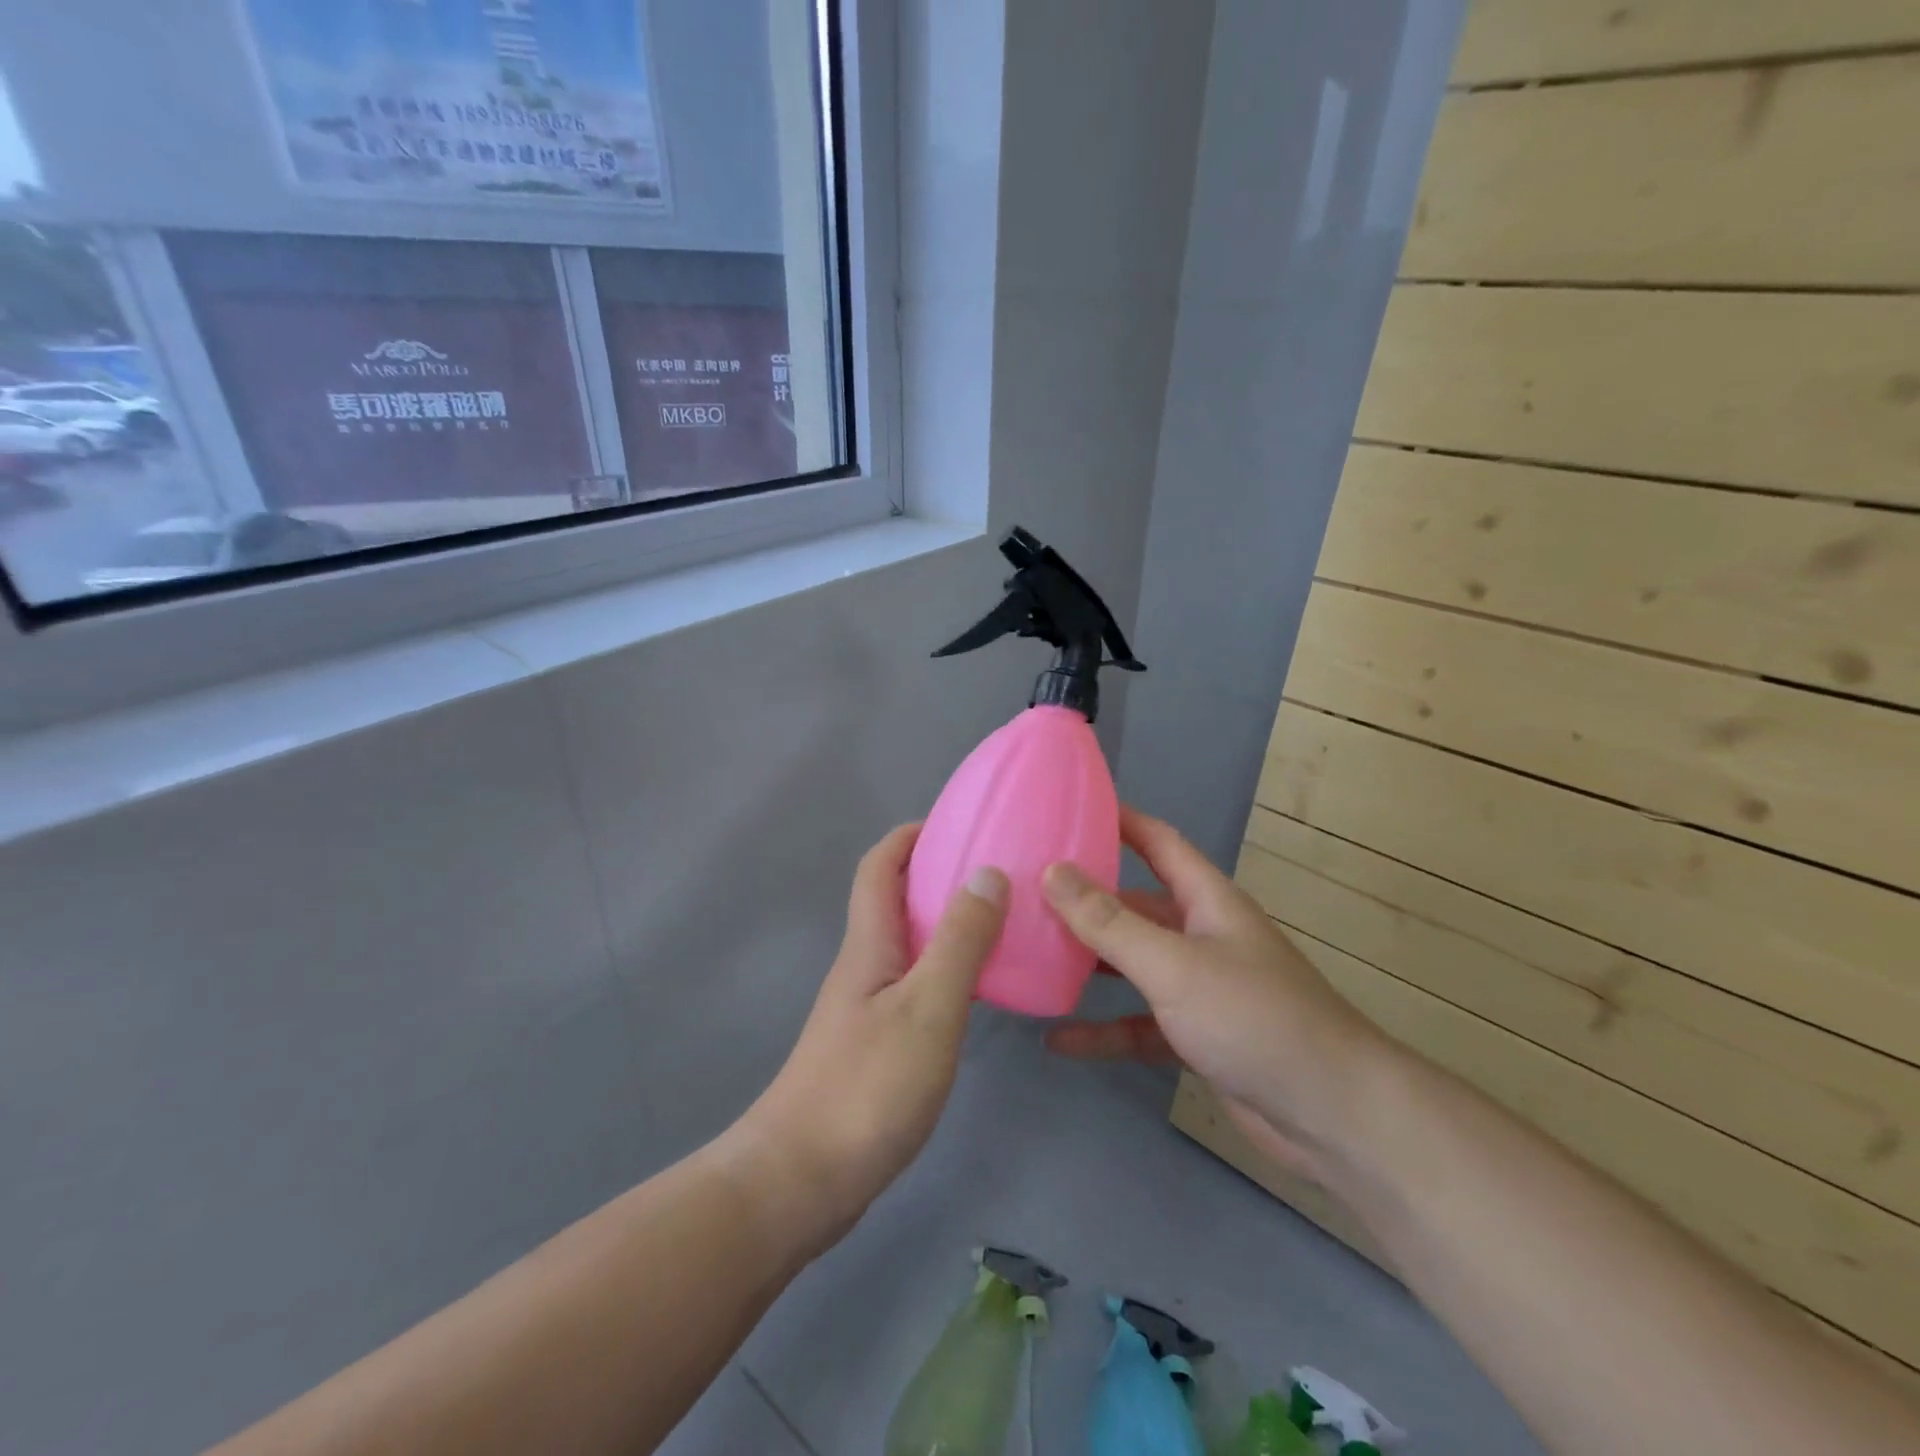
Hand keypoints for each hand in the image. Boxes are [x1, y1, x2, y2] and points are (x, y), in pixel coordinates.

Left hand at [734, 824, 1007, 1253]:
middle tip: (999, 873)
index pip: (879, 865)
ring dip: (947, 922)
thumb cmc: (866, 1086)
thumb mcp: (928, 1007)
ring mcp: (866, 1008)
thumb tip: (986, 871)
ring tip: (1002, 924)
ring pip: (907, 943)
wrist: (798, 1183)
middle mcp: (864, 966)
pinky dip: (947, 969)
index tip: (959, 823)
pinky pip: (915, 984)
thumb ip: (960, 940)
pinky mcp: (874, 1045)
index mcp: (869, 944)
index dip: (911, 835)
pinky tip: (979, 992)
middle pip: (894, 899)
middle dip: (939, 873)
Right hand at [1041, 807, 1386, 1180]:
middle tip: (1025, 890)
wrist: (1333, 1116)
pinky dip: (1101, 1029)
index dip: (1119, 820)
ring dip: (1087, 963)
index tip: (1068, 808)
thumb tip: (1054, 870)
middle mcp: (1201, 936)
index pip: (1158, 842)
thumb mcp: (1173, 964)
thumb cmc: (1254, 1018)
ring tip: (1029, 955)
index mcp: (1206, 901)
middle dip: (1085, 898)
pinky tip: (1056, 1038)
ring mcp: (1198, 988)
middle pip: (1134, 905)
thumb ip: (1109, 922)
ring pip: (1131, 965)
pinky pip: (1136, 1023)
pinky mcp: (1194, 1037)